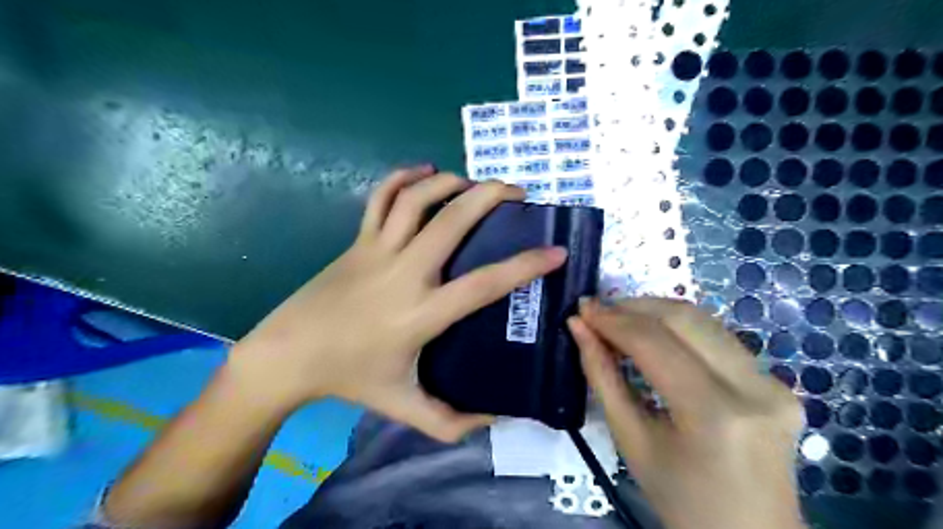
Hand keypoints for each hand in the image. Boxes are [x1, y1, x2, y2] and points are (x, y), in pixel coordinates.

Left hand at [228, 166, 566, 441]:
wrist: (288, 355)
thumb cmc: (350, 378)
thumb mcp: (403, 406)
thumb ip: (450, 421)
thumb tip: (494, 419)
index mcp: (422, 313)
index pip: (484, 283)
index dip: (525, 265)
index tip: (555, 251)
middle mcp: (405, 273)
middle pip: (452, 221)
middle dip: (490, 196)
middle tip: (516, 192)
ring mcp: (377, 250)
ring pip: (417, 199)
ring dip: (450, 182)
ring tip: (475, 183)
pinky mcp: (357, 240)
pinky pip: (380, 198)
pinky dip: (402, 178)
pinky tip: (424, 171)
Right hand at [566, 297, 802, 528]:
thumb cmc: (679, 499)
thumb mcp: (630, 440)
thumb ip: (602, 376)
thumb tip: (578, 327)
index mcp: (715, 415)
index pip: (655, 343)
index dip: (613, 319)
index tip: (582, 308)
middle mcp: (754, 389)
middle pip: (684, 318)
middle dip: (634, 307)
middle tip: (599, 311)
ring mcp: (774, 383)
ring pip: (704, 320)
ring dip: (655, 312)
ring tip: (620, 320)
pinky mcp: (779, 382)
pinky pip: (718, 339)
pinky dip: (679, 329)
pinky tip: (654, 337)